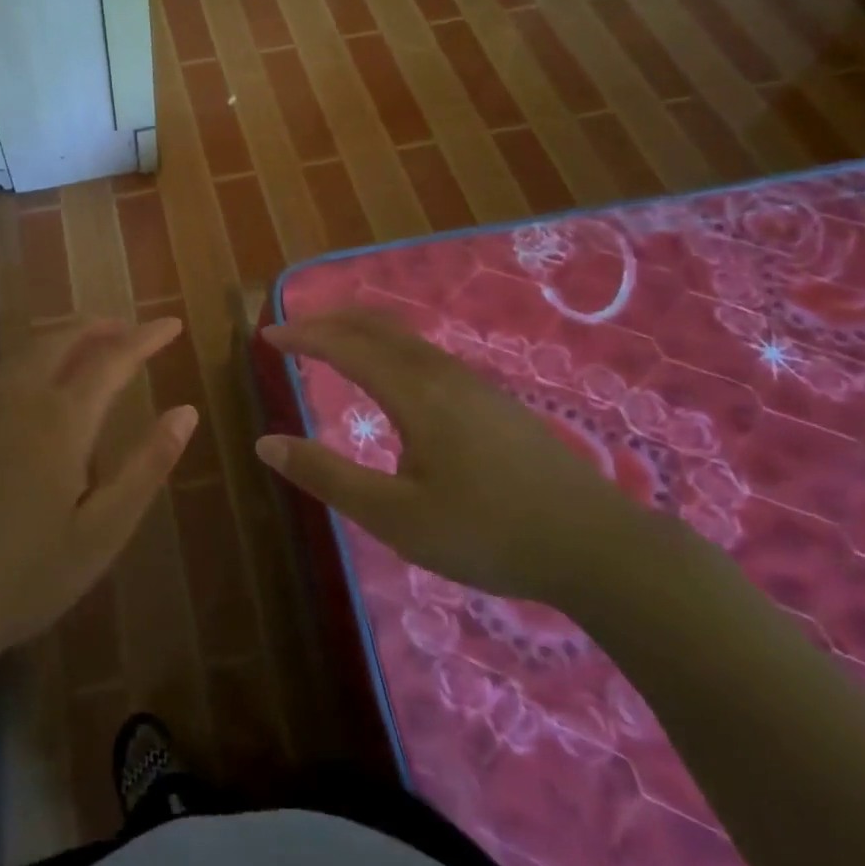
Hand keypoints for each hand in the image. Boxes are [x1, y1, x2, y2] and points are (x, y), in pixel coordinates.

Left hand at [0, 318, 196, 678]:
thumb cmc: (25, 576)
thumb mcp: (103, 531)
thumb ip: (147, 466)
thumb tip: (186, 412)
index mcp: (61, 418)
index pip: (113, 358)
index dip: (146, 338)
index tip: (171, 324)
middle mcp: (16, 395)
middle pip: (63, 339)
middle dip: (100, 327)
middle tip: (128, 329)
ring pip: (24, 351)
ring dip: (61, 341)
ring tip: (84, 350)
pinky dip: (21, 363)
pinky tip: (22, 380)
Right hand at [258, 309, 643, 606]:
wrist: (598, 547)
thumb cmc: (488, 533)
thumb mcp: (396, 517)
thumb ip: (328, 477)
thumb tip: (266, 443)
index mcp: (414, 393)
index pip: (345, 346)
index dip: (302, 337)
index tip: (266, 337)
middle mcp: (441, 373)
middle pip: (377, 326)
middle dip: (329, 319)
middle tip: (292, 328)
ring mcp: (473, 384)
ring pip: (405, 336)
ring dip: (360, 329)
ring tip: (332, 341)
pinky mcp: (493, 401)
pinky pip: (425, 352)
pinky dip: (388, 345)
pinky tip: (392, 374)